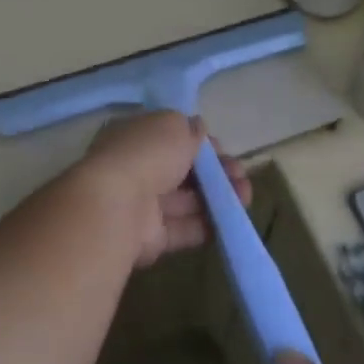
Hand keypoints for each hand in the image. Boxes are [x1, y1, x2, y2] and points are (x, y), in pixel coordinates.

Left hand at [76, 110, 250, 267]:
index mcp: (134, 135)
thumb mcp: (173, 126)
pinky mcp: (150, 237)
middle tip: (241, 175)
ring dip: (217, 197)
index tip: (222, 149)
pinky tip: (232, 221)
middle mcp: (135, 167)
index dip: (198, 142)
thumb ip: (190, 129)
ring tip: (245, 196)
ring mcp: (141, 204)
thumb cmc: (147, 153)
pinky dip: (207, 225)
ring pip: (186, 199)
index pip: (170, 136)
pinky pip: (183, 228)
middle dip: (214, 171)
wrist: (118, 207)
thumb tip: (198, 129)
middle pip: (181, 169)